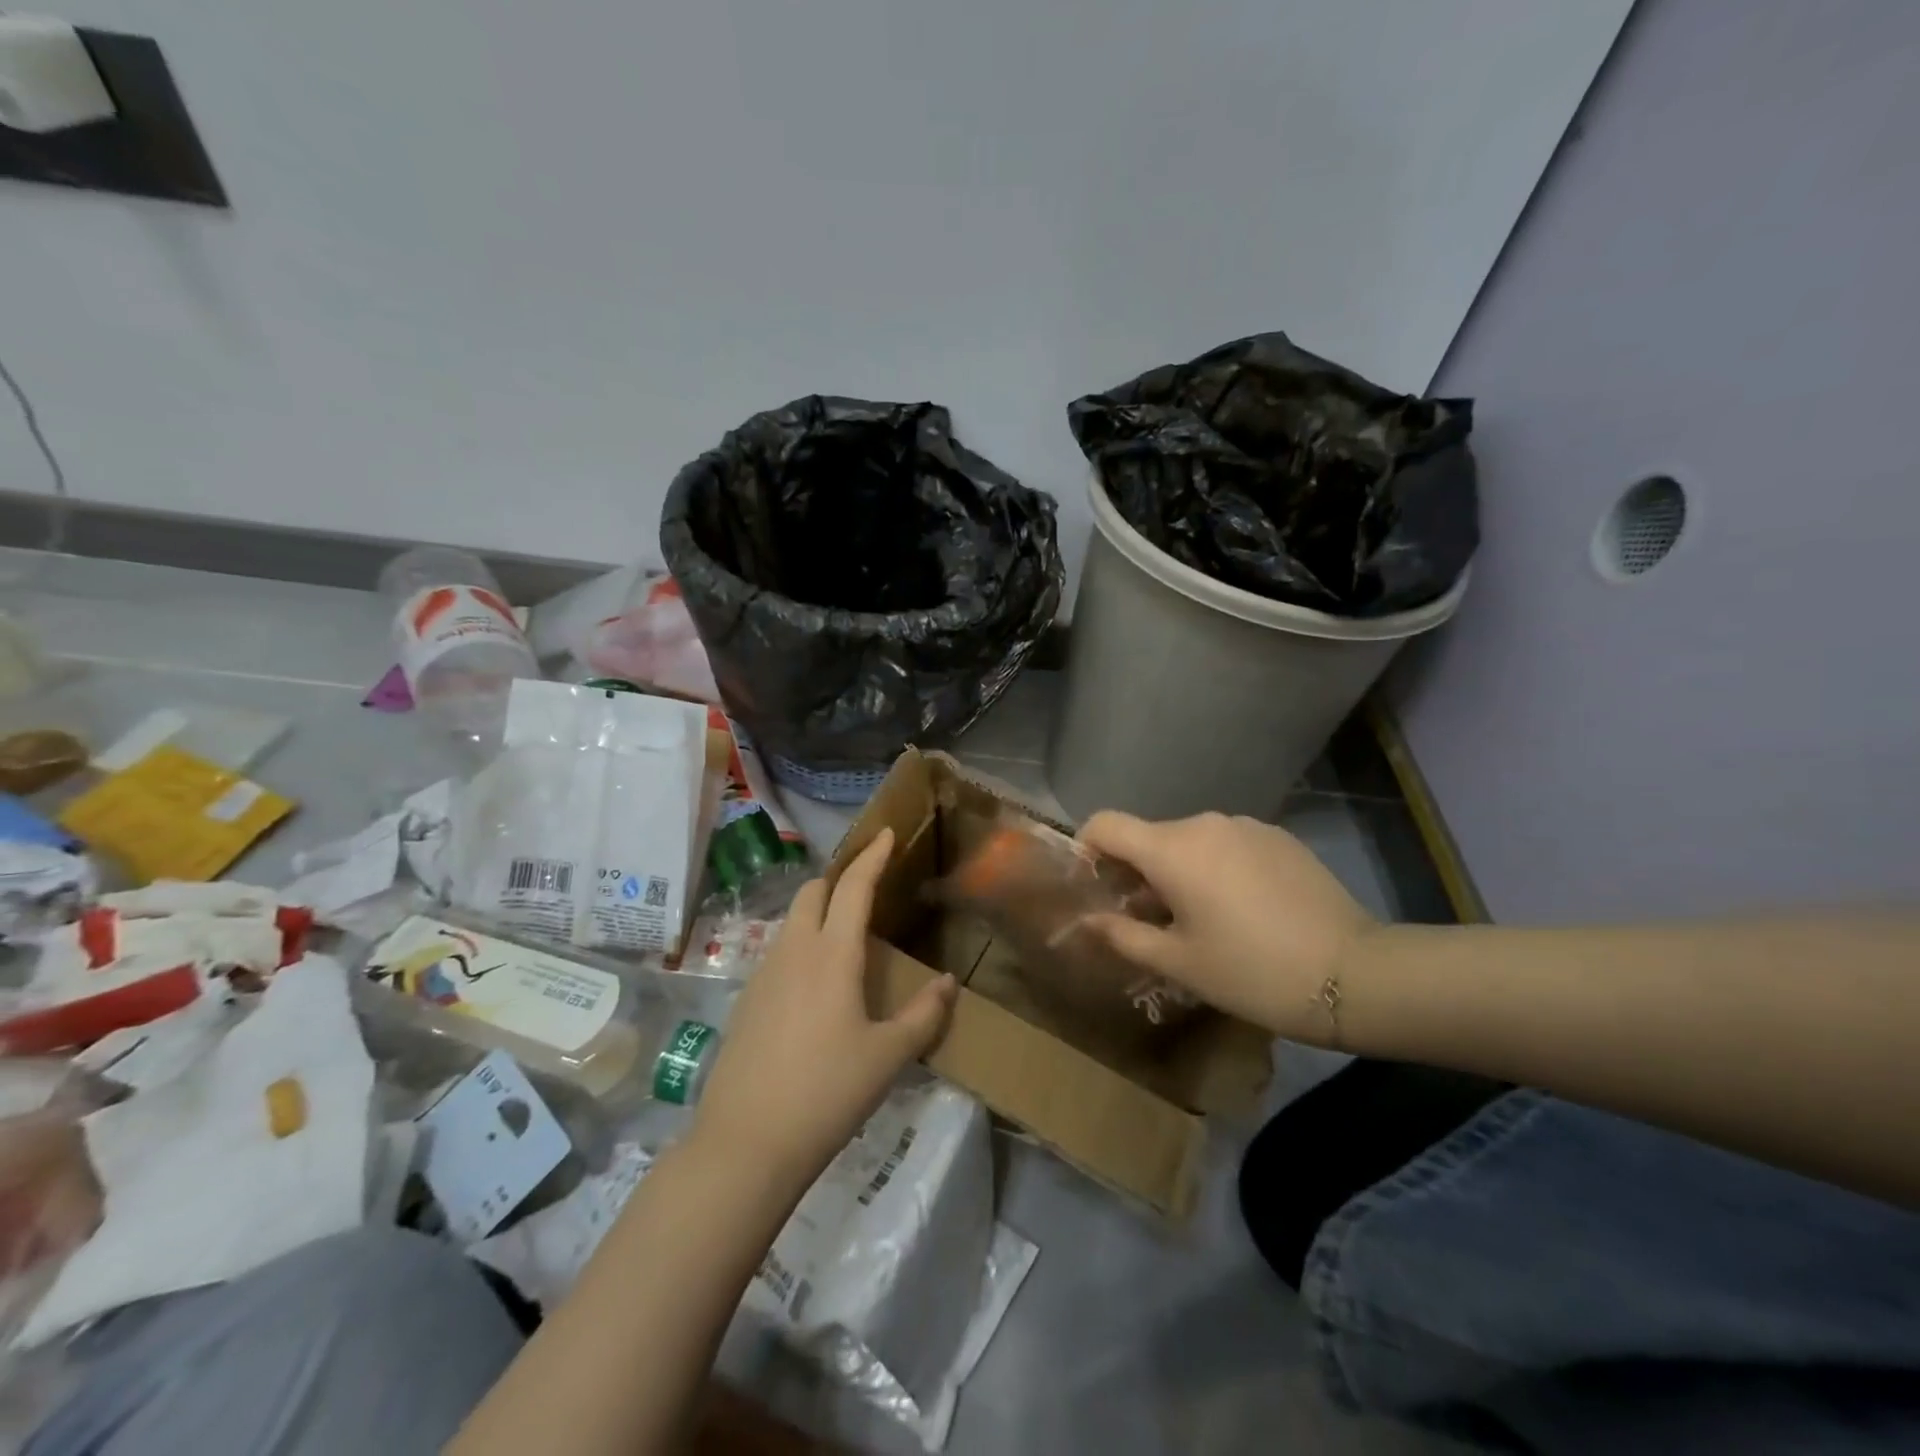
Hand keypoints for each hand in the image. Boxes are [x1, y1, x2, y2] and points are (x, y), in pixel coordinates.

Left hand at [691, 829, 956, 1186]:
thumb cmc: (827, 1093)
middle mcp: (794, 952)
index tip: (885, 833)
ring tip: (845, 935)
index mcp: (832, 955)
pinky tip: (815, 983)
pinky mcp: (746, 1001)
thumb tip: (948, 982)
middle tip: (868, 887)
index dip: (872, 856)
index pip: (854, 887)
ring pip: (792, 921)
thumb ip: (924, 1015)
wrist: (746, 1144)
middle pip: (813, 892)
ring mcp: (763, 974)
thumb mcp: (888, 1057)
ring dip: (818, 911)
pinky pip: (778, 952)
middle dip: (840, 878)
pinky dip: (801, 944)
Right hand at [1077, 811, 1376, 1043]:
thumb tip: (1088, 921)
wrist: (1355, 974)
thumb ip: (1123, 935)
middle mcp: (1204, 823)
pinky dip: (1217, 868)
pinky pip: (1228, 844)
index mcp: (1172, 849)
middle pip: (1149, 836)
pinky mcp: (1278, 836)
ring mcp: (1246, 825)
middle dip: (1137, 872)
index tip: (1095, 886)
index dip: (1087, 848)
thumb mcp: (1179, 962)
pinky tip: (1242, 910)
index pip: (1106, 823)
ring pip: (1190, 842)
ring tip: (1200, 920)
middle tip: (1149, 920)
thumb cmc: (1252, 971)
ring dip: (1179, 871)